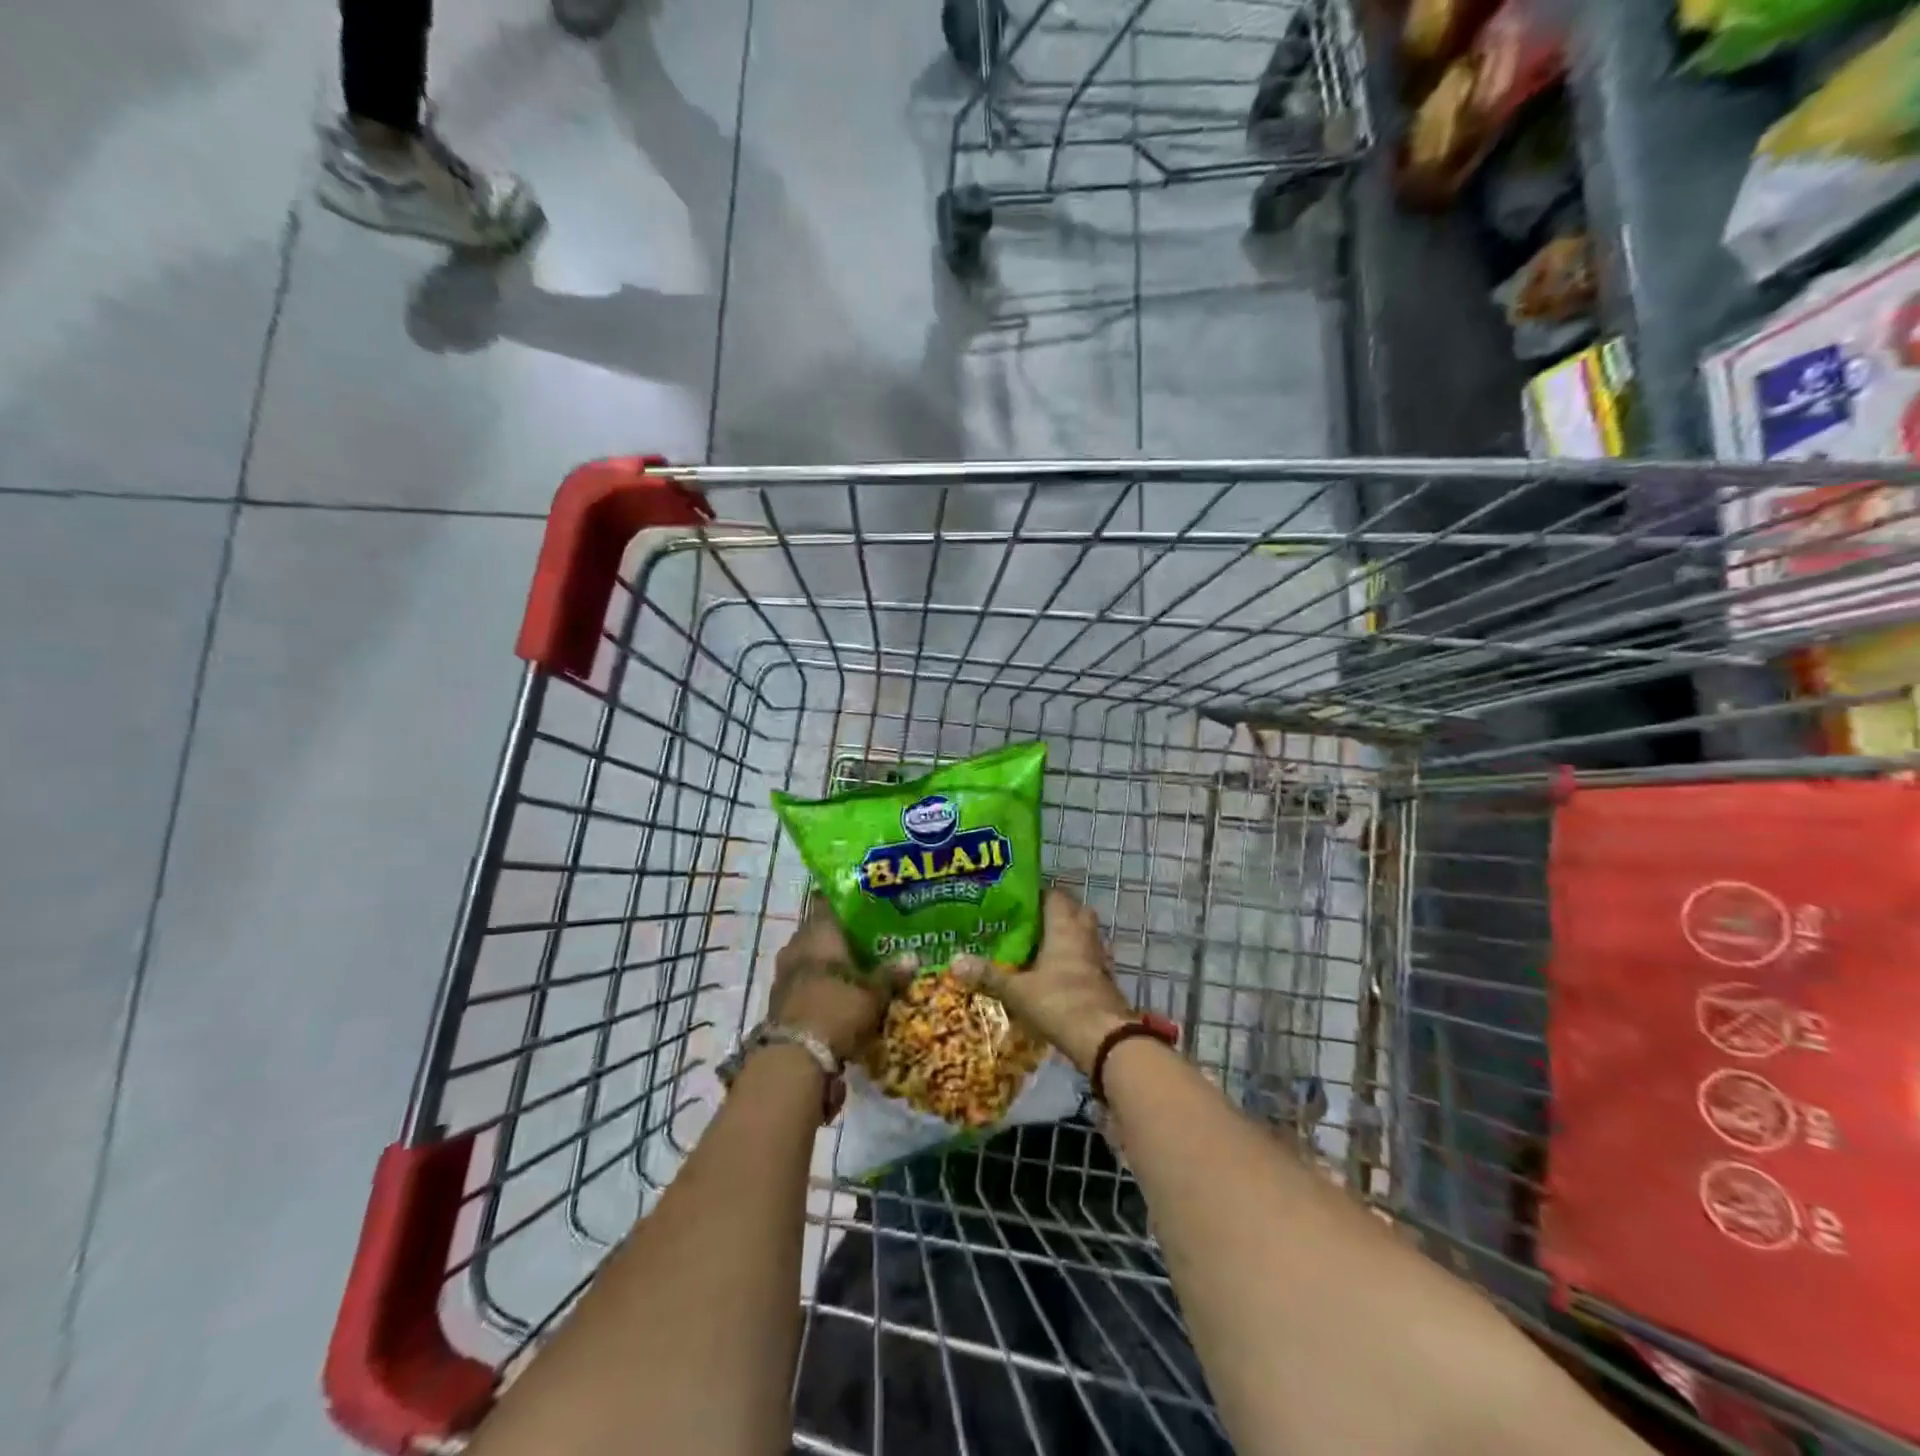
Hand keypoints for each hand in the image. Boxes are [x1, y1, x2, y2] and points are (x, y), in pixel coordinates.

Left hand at [766, 912, 898, 1062]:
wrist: (794, 1058)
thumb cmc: (837, 1009)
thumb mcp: (873, 993)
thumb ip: (891, 974)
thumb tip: (913, 957)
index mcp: (818, 931)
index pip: (827, 902)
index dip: (845, 902)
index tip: (865, 905)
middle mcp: (797, 945)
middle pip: (819, 931)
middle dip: (840, 937)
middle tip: (868, 940)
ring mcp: (784, 973)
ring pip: (810, 958)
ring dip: (828, 963)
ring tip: (856, 969)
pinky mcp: (779, 1000)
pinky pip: (803, 982)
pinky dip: (819, 985)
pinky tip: (839, 995)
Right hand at [954, 888, 1134, 1074]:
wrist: (1103, 1038)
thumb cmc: (1059, 1001)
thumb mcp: (1016, 989)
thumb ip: (988, 974)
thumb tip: (953, 960)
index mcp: (1064, 924)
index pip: (1052, 894)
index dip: (1034, 894)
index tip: (1012, 900)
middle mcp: (1084, 933)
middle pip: (1071, 911)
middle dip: (1051, 914)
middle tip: (1024, 923)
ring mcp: (1098, 957)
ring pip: (1081, 935)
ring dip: (1063, 938)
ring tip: (1034, 947)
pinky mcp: (1103, 979)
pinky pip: (1086, 959)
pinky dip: (1072, 961)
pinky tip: (1052, 974)